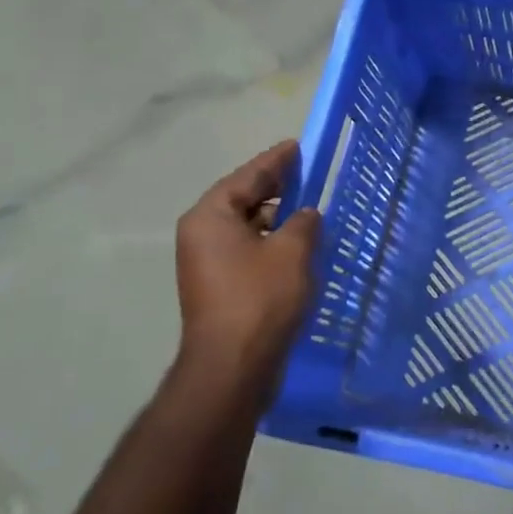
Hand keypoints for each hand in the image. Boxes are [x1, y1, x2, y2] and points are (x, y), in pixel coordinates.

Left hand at [173, 139, 321, 406]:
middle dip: (276, 189)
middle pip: (243, 200)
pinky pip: (249, 251)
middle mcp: (202, 235)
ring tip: (310, 213)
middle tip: (307, 175)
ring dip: (277, 220)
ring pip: (247, 228)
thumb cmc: (260, 298)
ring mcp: (208, 264)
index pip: (247, 176)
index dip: (276, 161)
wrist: (233, 367)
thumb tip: (306, 215)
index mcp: (211, 217)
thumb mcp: (292, 250)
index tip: (297, 146)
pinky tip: (299, 248)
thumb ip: (304, 222)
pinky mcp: (219, 287)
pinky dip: (272, 244)